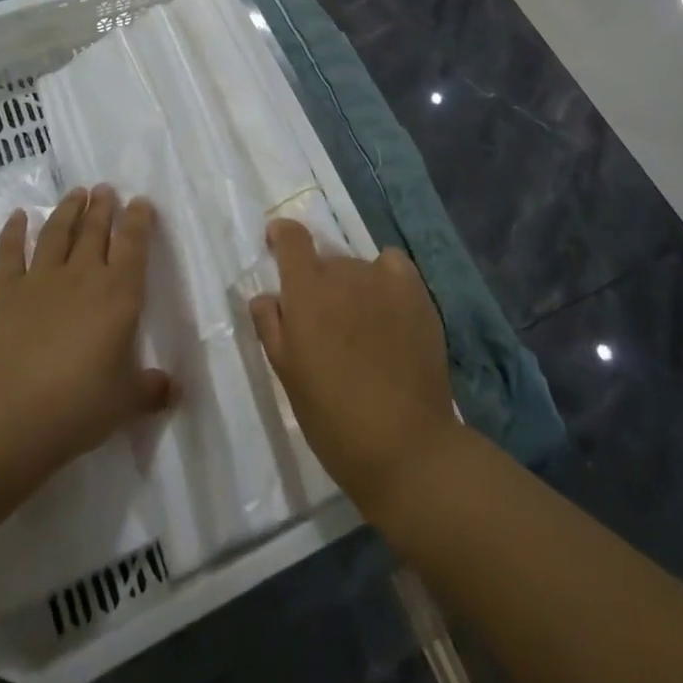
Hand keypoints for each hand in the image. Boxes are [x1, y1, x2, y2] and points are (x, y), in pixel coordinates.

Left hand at [0, 187, 175, 472]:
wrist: (11, 414)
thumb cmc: (79, 406)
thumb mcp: (126, 402)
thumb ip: (152, 389)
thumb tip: (176, 389)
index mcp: (119, 294)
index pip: (133, 245)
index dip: (139, 220)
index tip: (141, 202)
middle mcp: (83, 276)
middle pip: (95, 230)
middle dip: (103, 207)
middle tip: (106, 188)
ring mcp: (41, 280)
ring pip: (58, 233)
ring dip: (68, 210)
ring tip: (76, 193)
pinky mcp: (6, 292)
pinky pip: (10, 254)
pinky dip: (13, 232)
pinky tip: (18, 216)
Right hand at [250, 221, 459, 519]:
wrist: (406, 446)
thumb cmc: (333, 418)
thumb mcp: (287, 374)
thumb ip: (270, 326)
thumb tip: (266, 296)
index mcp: (306, 291)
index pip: (292, 237)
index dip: (282, 236)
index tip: (278, 246)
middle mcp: (344, 273)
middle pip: (326, 260)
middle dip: (320, 284)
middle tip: (325, 326)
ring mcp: (384, 280)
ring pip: (358, 268)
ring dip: (353, 287)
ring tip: (362, 328)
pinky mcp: (416, 293)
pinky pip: (393, 266)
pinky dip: (386, 278)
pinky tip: (388, 308)